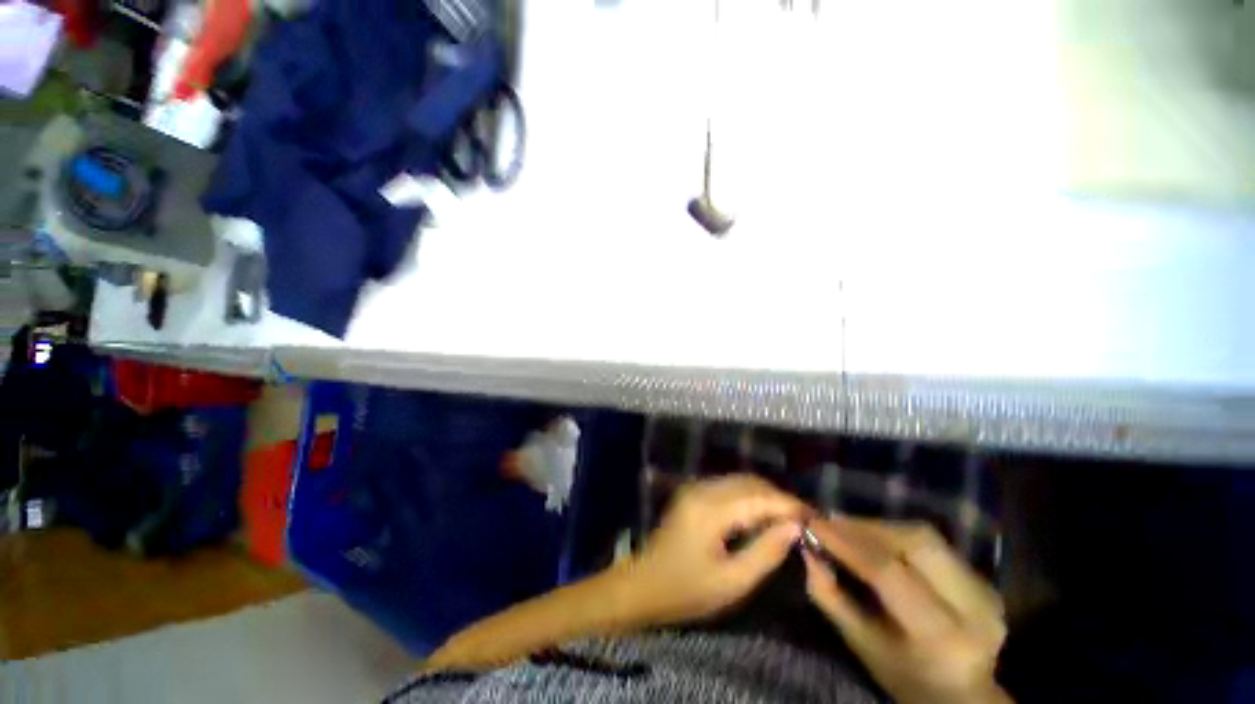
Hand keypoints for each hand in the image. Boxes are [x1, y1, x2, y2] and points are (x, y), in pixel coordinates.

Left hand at [623, 474, 806, 625]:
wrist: (644, 583)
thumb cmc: (687, 590)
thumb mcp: (732, 582)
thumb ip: (766, 552)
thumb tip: (795, 528)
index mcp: (710, 510)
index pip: (758, 497)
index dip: (789, 505)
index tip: (815, 518)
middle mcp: (702, 489)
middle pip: (749, 482)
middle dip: (779, 497)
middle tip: (805, 520)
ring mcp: (695, 488)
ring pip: (739, 481)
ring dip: (765, 495)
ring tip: (789, 518)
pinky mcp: (693, 493)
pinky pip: (728, 486)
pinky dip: (750, 496)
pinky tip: (762, 514)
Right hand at [803, 517, 1010, 703]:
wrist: (963, 694)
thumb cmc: (903, 676)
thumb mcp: (860, 644)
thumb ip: (830, 596)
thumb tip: (807, 549)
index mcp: (940, 636)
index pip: (888, 572)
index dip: (847, 542)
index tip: (812, 524)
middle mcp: (972, 608)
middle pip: (913, 543)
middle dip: (864, 527)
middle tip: (828, 521)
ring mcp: (985, 590)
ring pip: (923, 536)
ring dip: (878, 526)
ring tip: (847, 526)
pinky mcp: (984, 578)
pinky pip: (932, 542)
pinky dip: (896, 533)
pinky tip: (874, 538)